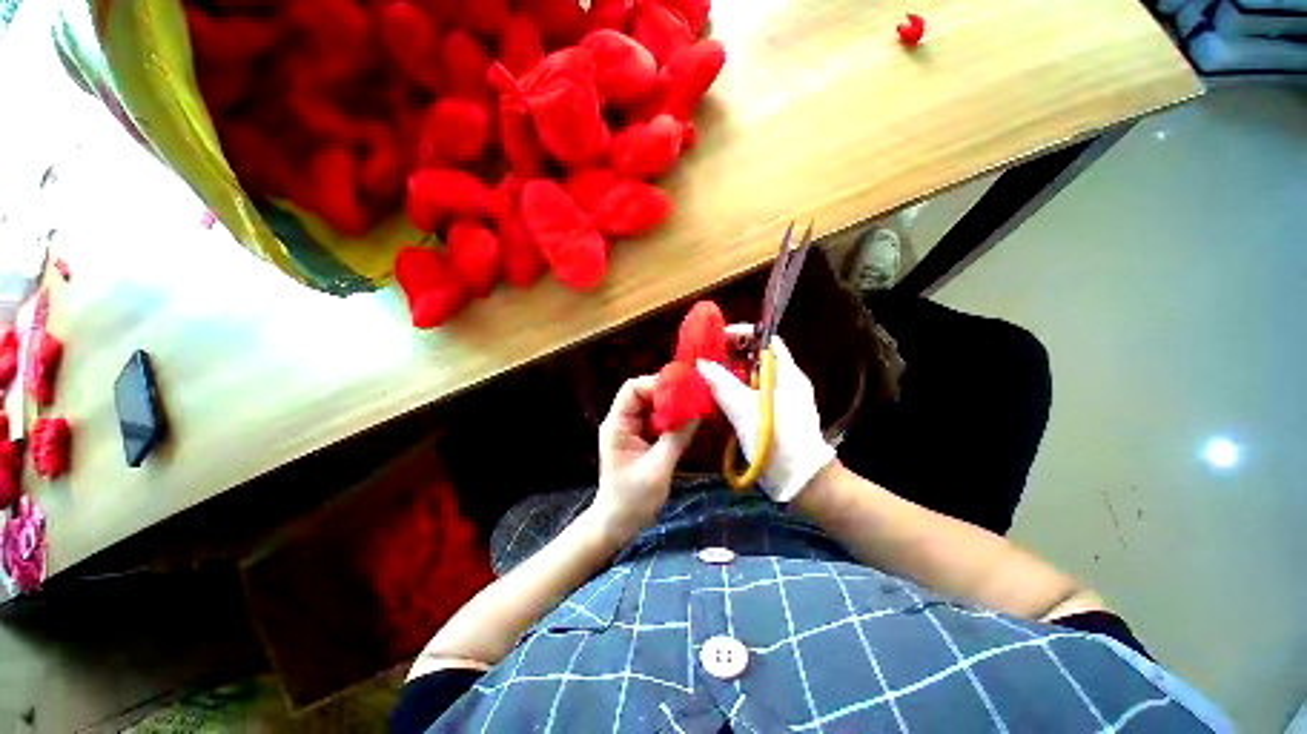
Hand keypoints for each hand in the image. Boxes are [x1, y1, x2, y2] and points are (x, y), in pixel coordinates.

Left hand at [593, 376, 697, 541]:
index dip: (656, 384)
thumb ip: (676, 439)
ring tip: (694, 409)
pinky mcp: (641, 439)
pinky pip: (658, 420)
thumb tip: (697, 413)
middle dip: (668, 394)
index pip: (632, 389)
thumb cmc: (632, 499)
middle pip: (644, 394)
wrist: (618, 524)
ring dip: (672, 407)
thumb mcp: (657, 469)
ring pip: (653, 406)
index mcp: (618, 425)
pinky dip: (672, 419)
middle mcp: (623, 422)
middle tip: (693, 399)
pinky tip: (687, 423)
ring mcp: (632, 430)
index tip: (681, 392)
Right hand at [697, 328, 835, 501]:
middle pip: (758, 357)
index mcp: (788, 374)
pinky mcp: (776, 414)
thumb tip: (702, 363)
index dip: (744, 334)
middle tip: (707, 358)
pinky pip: (753, 393)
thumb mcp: (747, 411)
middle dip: (732, 354)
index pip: (767, 340)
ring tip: (708, 374)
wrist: (803, 483)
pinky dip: (736, 390)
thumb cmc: (778, 442)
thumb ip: (723, 385)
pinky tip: (719, 396)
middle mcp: (787, 382)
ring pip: (754, 376)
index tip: (718, 338)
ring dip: (732, 373)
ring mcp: (783, 399)